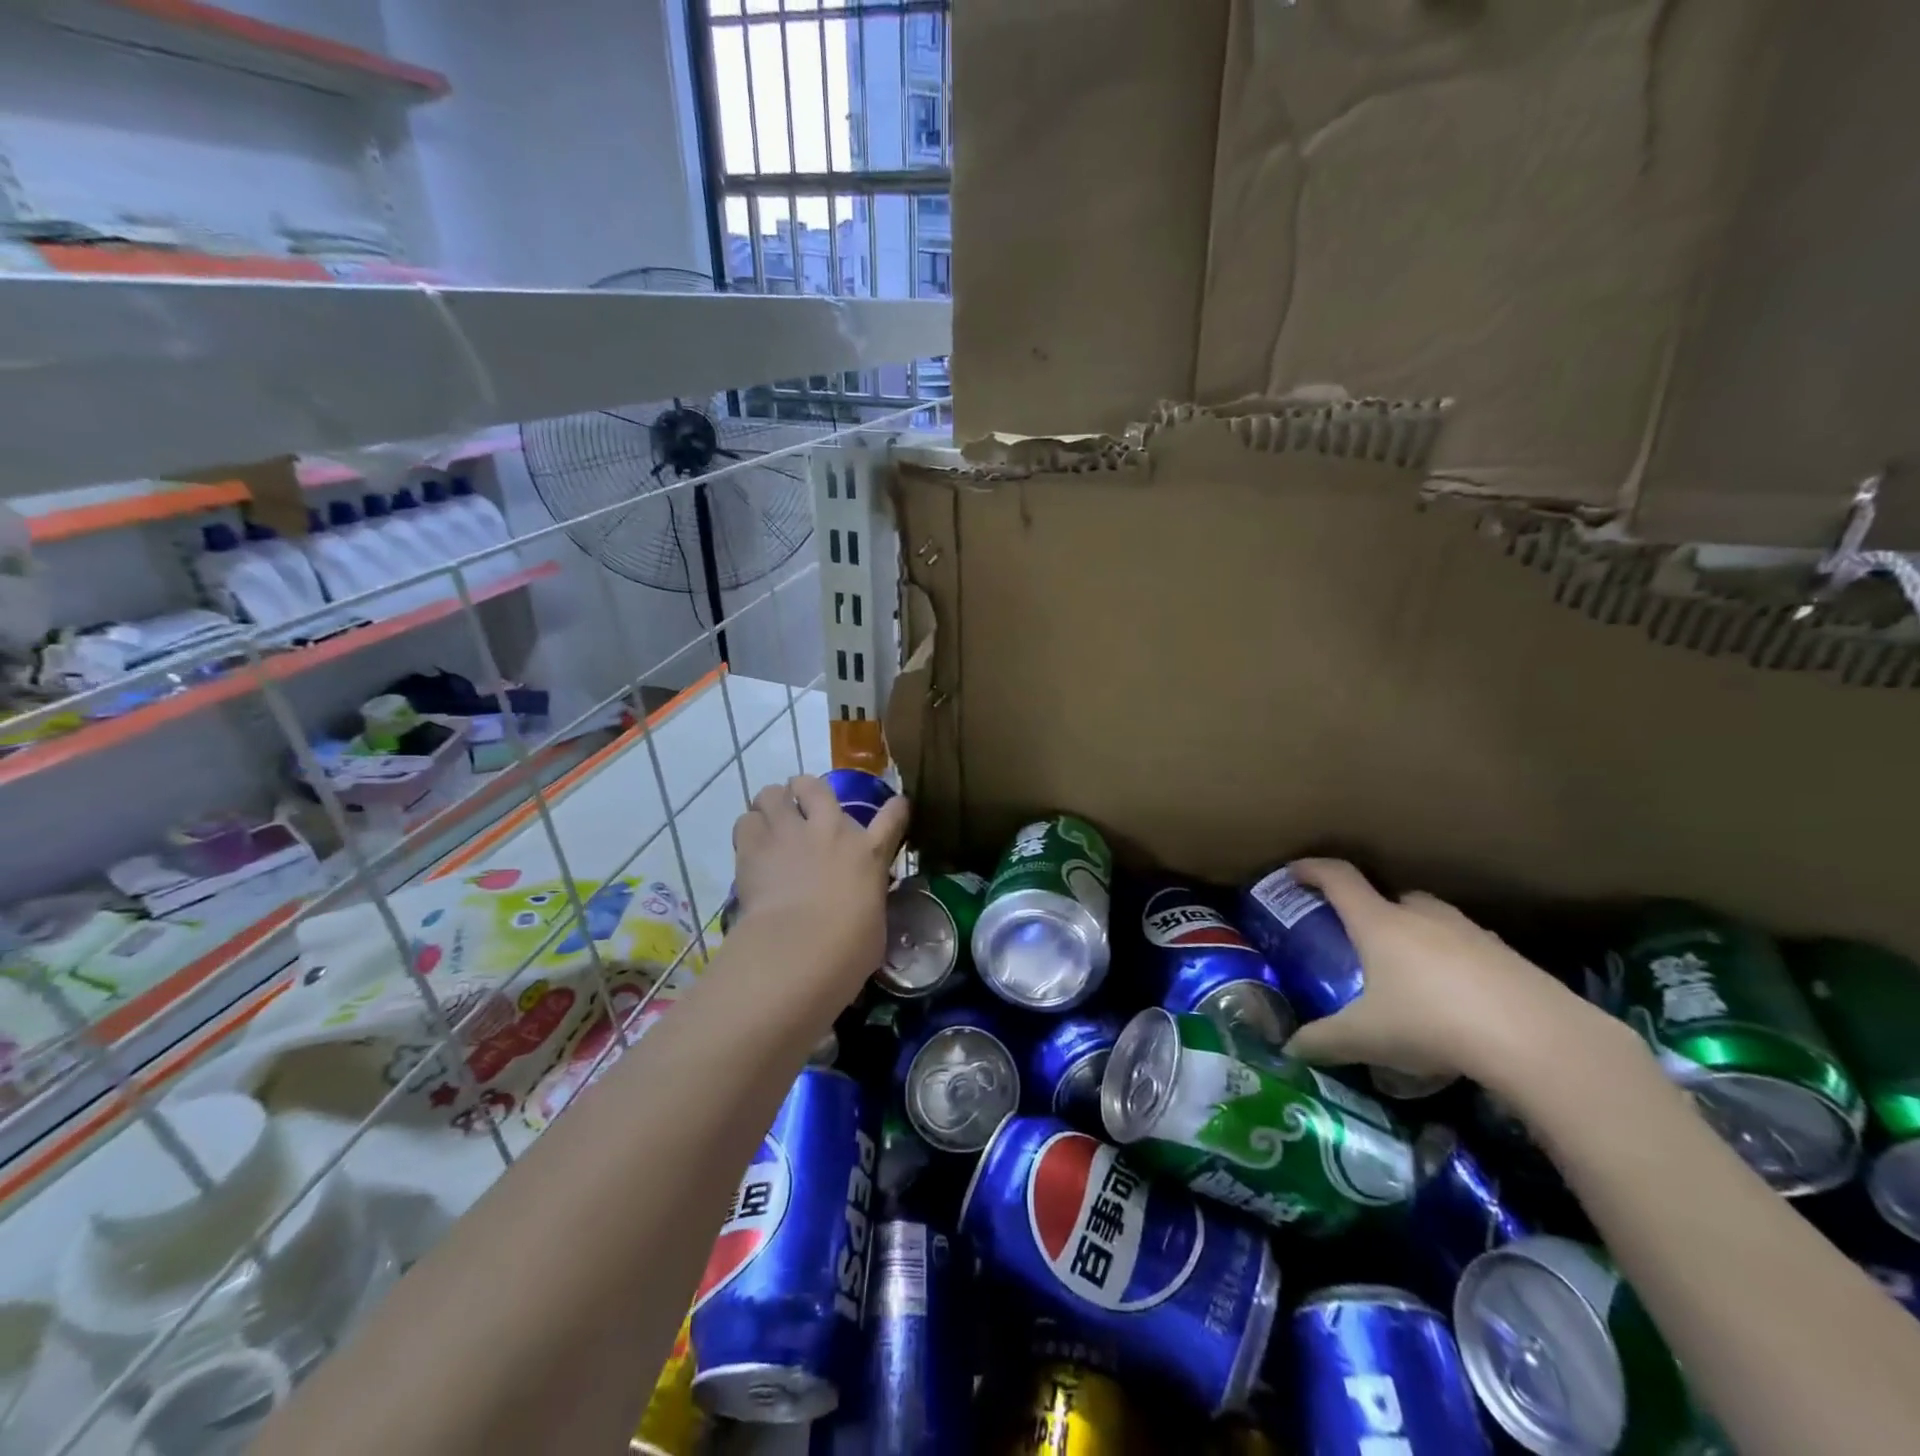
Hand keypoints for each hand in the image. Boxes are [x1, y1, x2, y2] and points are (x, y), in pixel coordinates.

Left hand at [730, 775, 909, 998]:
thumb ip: (866, 900)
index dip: (896, 808)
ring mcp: (790, 833)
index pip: (892, 818)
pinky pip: (746, 820)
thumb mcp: (873, 921)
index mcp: (870, 852)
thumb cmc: (849, 948)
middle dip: (806, 791)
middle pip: (816, 786)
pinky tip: (749, 846)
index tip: (896, 804)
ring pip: (772, 793)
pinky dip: (748, 829)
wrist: (801, 947)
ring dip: (772, 805)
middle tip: (800, 807)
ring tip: (769, 822)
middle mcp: (831, 830)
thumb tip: (861, 905)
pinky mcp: (754, 846)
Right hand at [1280, 858, 1610, 1084]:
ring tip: (1410, 977)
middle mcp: (1422, 916)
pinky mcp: (1509, 957)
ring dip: (1416, 937)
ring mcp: (1471, 932)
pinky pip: (1468, 949)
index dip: (1312, 870)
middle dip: (1372, 911)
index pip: (1338, 878)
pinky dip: (1454, 965)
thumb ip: (1322, 1040)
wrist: (1539, 1040)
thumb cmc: (1432, 1023)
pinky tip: (1456, 1003)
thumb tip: (1288, 1049)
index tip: (1294, 873)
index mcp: (1379, 922)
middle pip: (1390, 896)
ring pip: (1432, 921)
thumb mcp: (1366, 1038)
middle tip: (1360, 942)